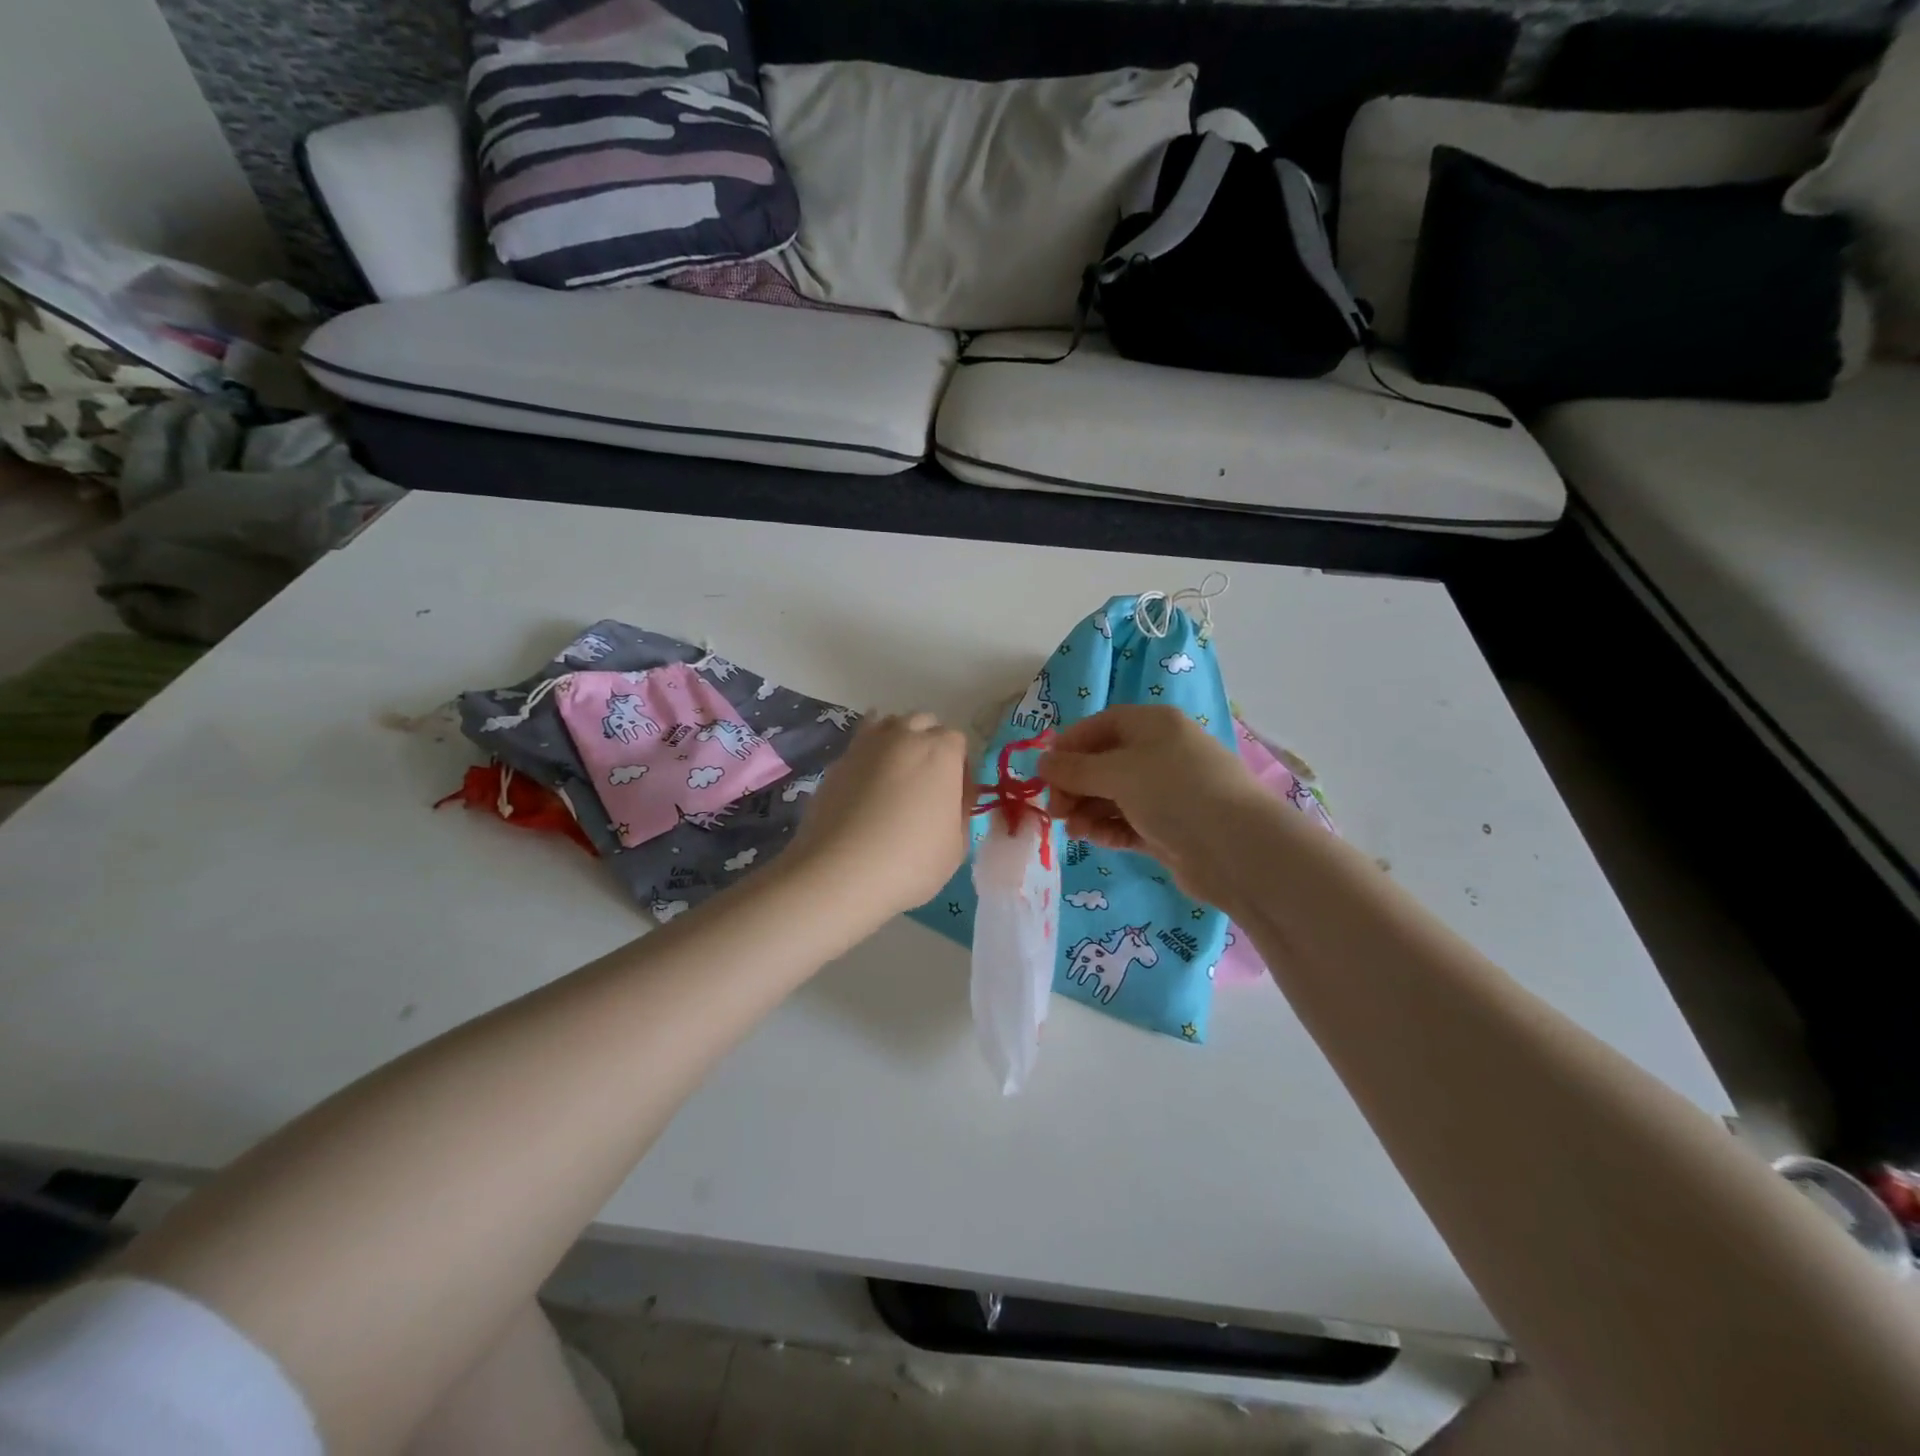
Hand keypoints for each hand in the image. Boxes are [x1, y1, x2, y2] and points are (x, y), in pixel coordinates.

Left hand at [787, 711, 970, 920]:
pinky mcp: (836, 762)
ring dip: (896, 743)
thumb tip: (952, 798)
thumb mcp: (957, 845)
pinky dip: (867, 759)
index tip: (954, 797)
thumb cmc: (911, 860)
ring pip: (887, 725)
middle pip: (922, 724)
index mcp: (941, 751)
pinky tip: (865, 788)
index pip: (957, 742)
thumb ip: (959, 811)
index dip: (959, 769)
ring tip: (894, 779)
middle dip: (928, 745)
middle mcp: (904, 736)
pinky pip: (859, 747)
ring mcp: (865, 745)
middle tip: (925, 785)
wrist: (841, 871)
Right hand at [1038, 705, 1265, 905]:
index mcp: (1154, 725)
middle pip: (1104, 763)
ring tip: (1072, 829)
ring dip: (1087, 809)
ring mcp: (1167, 793)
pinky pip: (1128, 822)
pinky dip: (1107, 828)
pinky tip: (1092, 838)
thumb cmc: (1174, 792)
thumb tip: (1042, 762)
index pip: (1102, 725)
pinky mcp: (1169, 828)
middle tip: (1055, 809)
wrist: (1236, 848)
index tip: (1045, 771)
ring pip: (1114, 796)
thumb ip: (1075, 769)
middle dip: (1075, 784)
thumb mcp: (1118, 772)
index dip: (1070, 745)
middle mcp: (1161, 753)